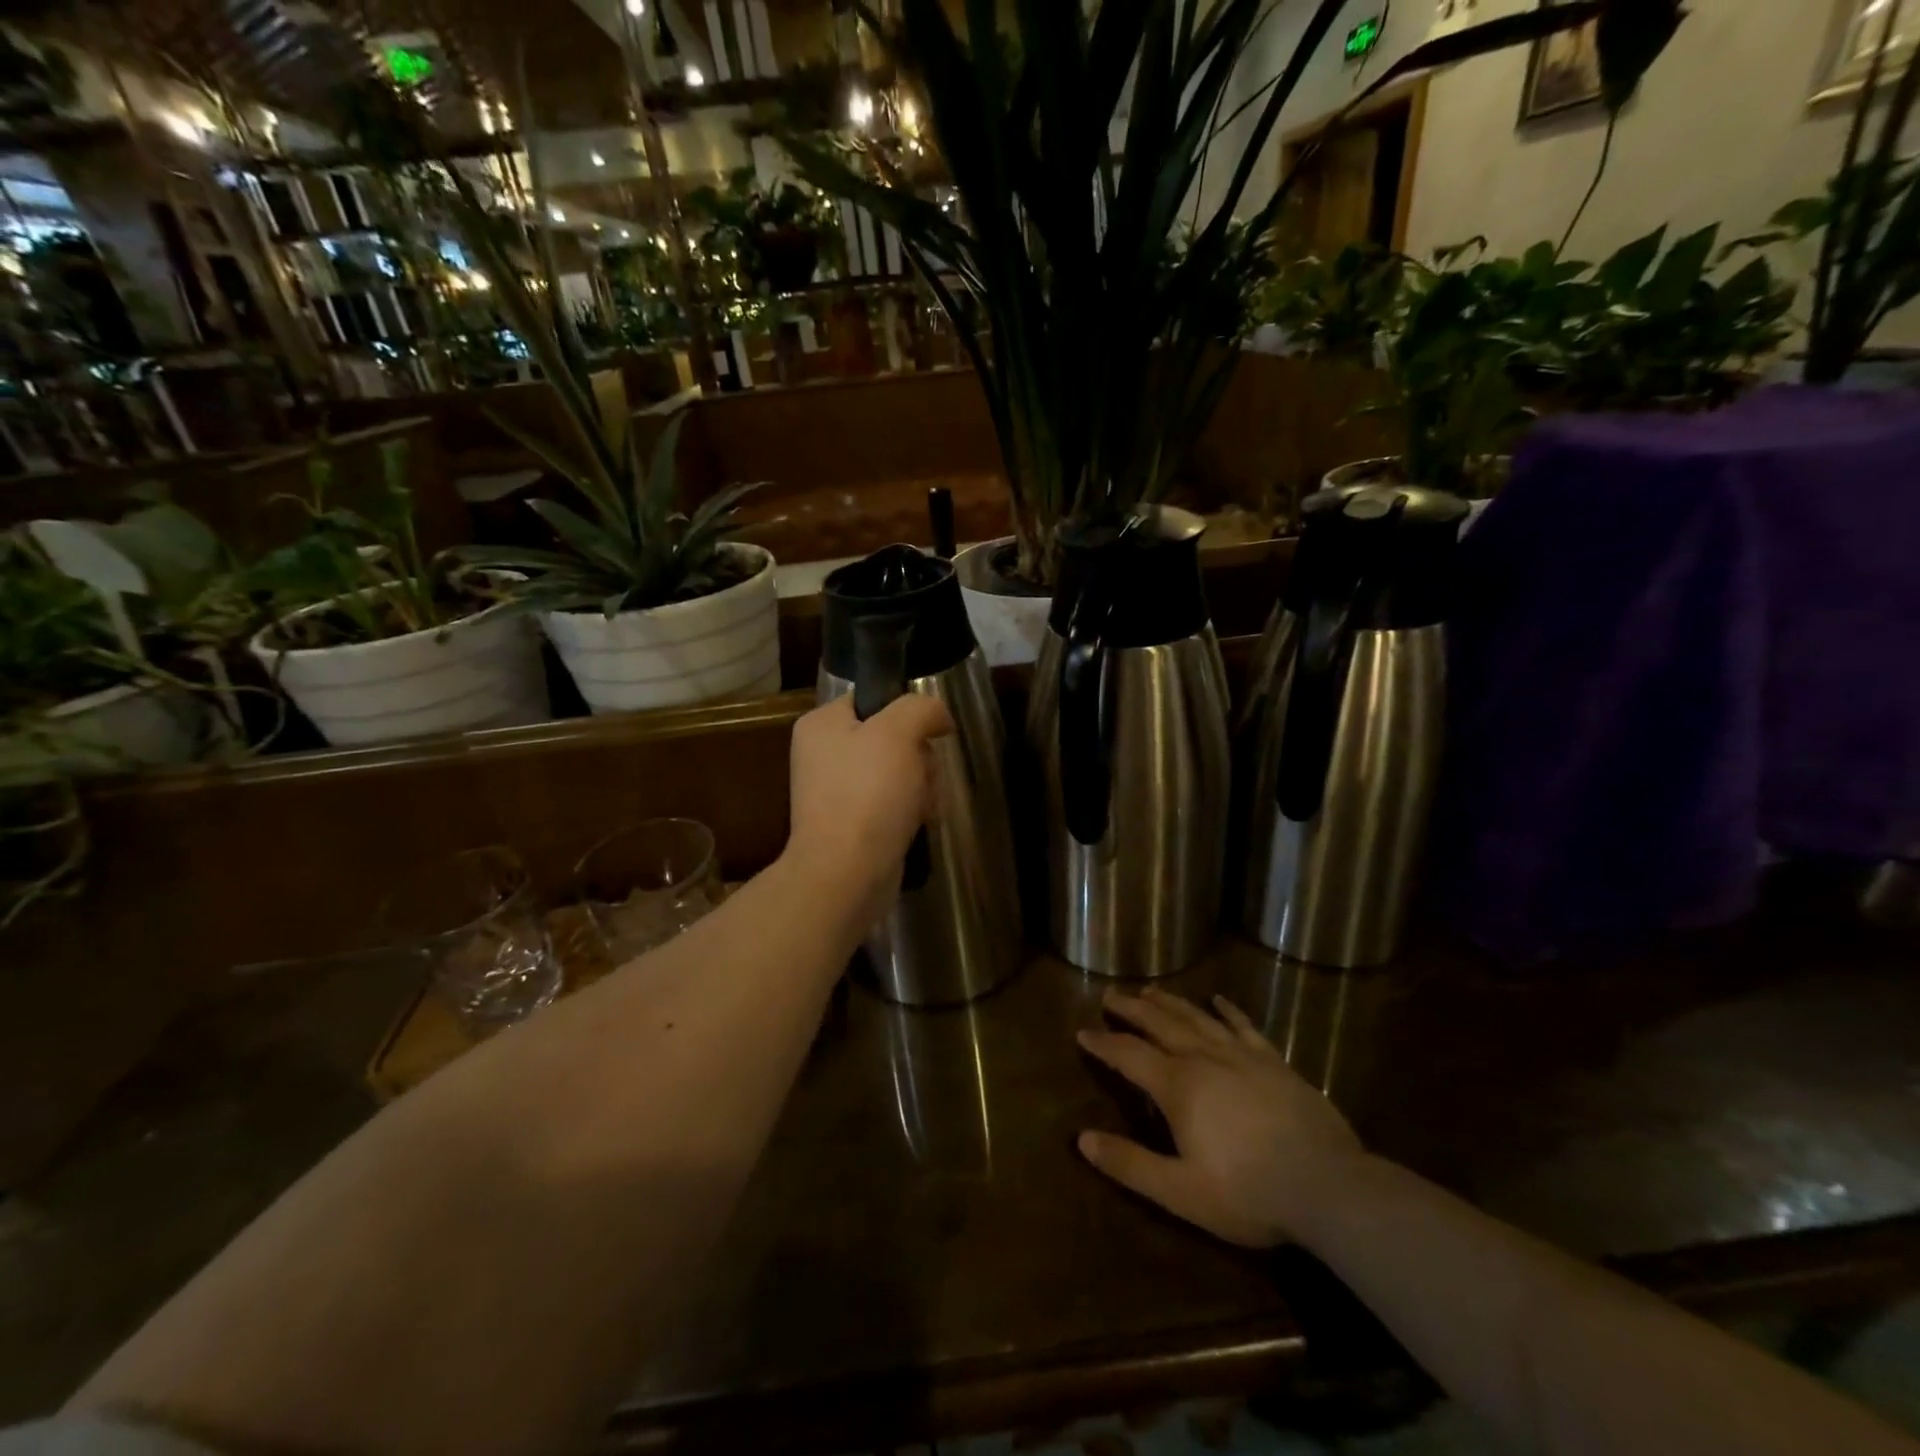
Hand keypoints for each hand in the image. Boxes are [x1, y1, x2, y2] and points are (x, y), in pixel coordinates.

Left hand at [786, 693, 953, 905]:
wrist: (847, 873)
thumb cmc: (868, 794)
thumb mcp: (898, 732)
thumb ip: (921, 708)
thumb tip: (938, 717)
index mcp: (822, 725)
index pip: (873, 699)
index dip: (907, 712)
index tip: (929, 732)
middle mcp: (825, 754)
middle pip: (893, 737)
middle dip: (919, 757)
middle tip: (922, 775)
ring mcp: (839, 792)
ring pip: (900, 771)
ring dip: (922, 786)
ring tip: (921, 805)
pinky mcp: (855, 824)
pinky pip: (894, 803)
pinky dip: (912, 810)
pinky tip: (920, 822)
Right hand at [1077, 988, 1364, 1247]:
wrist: (1328, 1187)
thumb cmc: (1248, 1193)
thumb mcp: (1180, 1191)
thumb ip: (1130, 1163)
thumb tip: (1083, 1139)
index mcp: (1178, 1086)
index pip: (1129, 1055)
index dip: (1104, 1044)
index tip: (1083, 1032)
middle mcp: (1204, 1058)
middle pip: (1160, 1024)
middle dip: (1131, 1009)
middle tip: (1110, 995)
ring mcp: (1242, 1056)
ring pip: (1197, 1018)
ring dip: (1170, 1002)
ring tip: (1150, 990)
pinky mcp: (1274, 1062)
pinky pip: (1244, 1027)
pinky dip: (1228, 1011)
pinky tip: (1219, 1000)